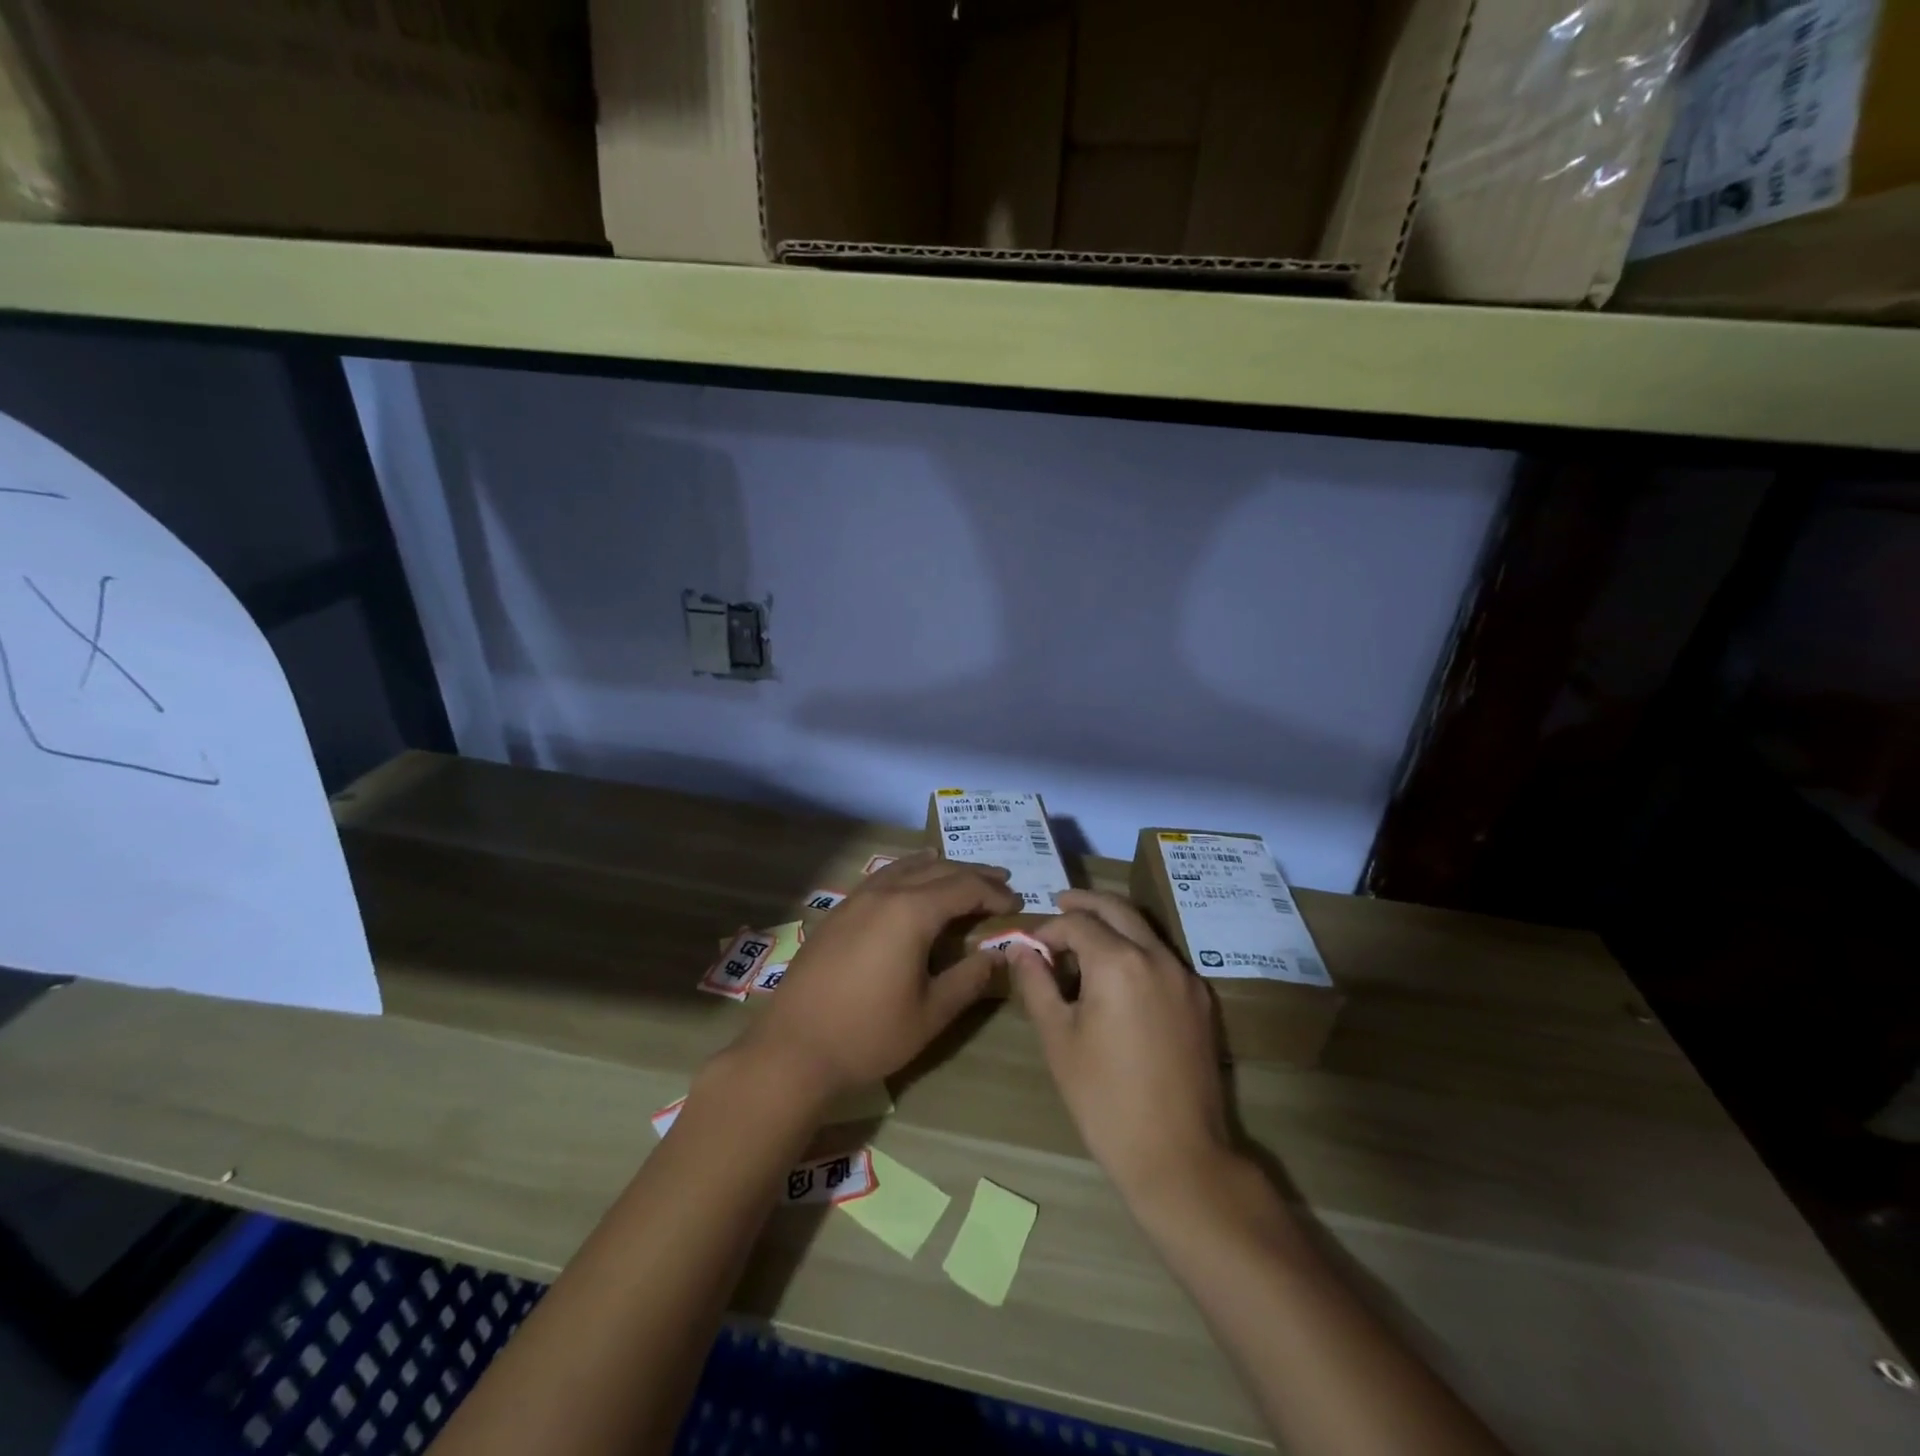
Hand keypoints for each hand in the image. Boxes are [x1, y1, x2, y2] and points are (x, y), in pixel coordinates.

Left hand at [734, 852, 1019, 1104]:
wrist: (793, 1049)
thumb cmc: (869, 1034)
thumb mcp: (931, 1013)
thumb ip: (969, 979)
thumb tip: (1000, 955)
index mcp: (911, 912)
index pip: (964, 887)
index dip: (994, 893)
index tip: (1016, 904)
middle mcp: (885, 894)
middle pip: (937, 870)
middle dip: (972, 874)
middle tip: (1001, 882)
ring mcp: (856, 900)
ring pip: (906, 868)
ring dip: (939, 867)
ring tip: (961, 872)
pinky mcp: (838, 913)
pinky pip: (882, 877)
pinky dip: (906, 872)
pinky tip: (909, 880)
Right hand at [1009, 889, 1232, 1203]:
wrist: (1178, 1156)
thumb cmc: (1104, 1099)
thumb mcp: (1058, 1039)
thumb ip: (1037, 984)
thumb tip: (1020, 949)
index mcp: (1119, 962)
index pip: (1077, 923)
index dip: (1048, 929)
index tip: (1030, 947)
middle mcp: (1157, 957)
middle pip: (1117, 909)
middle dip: (1085, 903)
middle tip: (1059, 904)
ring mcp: (1185, 977)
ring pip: (1144, 929)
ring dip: (1112, 923)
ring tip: (1083, 937)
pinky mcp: (1200, 1001)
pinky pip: (1162, 956)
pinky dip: (1136, 948)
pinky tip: (1117, 973)